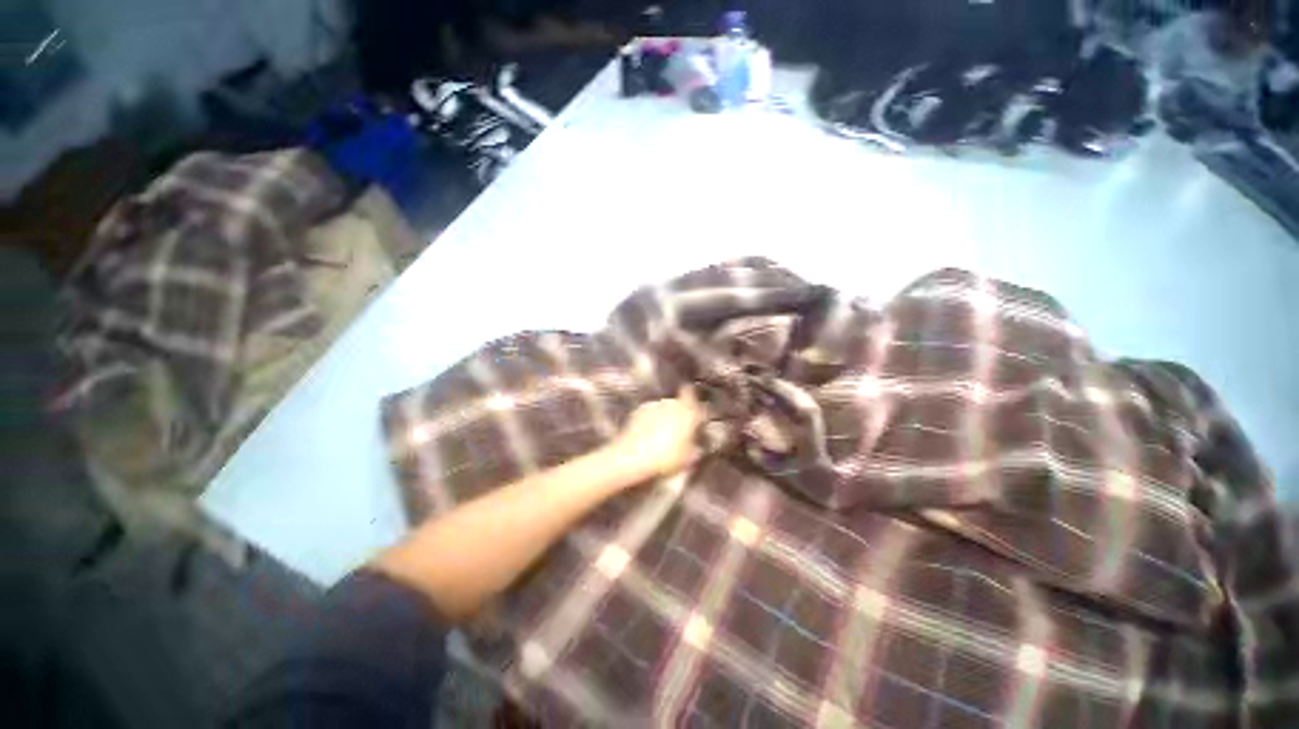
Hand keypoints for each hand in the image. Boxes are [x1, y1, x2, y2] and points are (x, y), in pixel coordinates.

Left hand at [612, 387, 703, 479]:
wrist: (633, 455)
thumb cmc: (666, 457)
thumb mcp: (689, 458)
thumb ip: (697, 447)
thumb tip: (698, 444)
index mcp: (687, 410)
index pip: (692, 395)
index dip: (693, 401)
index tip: (695, 412)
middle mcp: (671, 403)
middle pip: (678, 403)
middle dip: (680, 413)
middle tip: (680, 430)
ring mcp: (653, 405)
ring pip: (663, 409)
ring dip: (665, 417)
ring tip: (662, 435)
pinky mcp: (638, 411)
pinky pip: (650, 414)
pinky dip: (651, 421)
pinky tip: (649, 436)